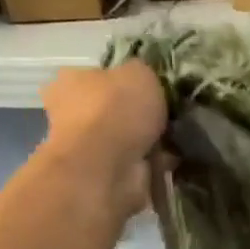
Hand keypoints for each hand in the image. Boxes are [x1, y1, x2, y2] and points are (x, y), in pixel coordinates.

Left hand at [39, 64, 167, 221]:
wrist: (106, 166)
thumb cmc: (115, 109)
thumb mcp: (139, 73)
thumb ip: (143, 73)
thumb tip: (146, 81)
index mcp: (71, 81)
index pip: (97, 75)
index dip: (123, 80)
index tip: (150, 87)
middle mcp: (73, 114)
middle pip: (113, 109)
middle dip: (139, 114)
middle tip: (169, 113)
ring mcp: (89, 148)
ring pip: (127, 139)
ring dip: (150, 140)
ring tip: (178, 136)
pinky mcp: (107, 175)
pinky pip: (138, 164)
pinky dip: (156, 162)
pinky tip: (175, 158)